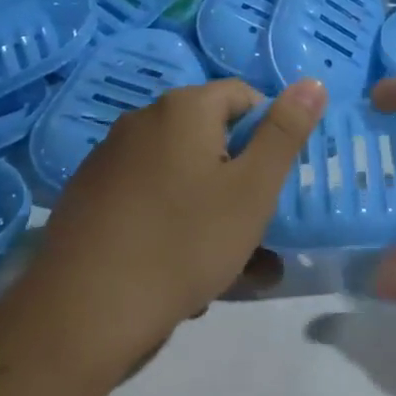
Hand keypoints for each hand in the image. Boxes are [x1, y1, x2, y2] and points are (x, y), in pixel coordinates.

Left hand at [33, 78, 325, 360]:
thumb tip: (312, 82)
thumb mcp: (253, 189)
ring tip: (224, 264)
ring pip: (180, 174)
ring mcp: (109, 160)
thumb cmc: (184, 242)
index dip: (267, 135)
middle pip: (210, 137)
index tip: (273, 182)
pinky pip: (147, 198)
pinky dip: (170, 221)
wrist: (83, 313)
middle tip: (253, 229)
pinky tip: (177, 269)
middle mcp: (142, 121)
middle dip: (238, 180)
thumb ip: (285, 132)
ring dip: (209, 208)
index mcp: (183, 108)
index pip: (243, 97)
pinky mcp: (88, 198)